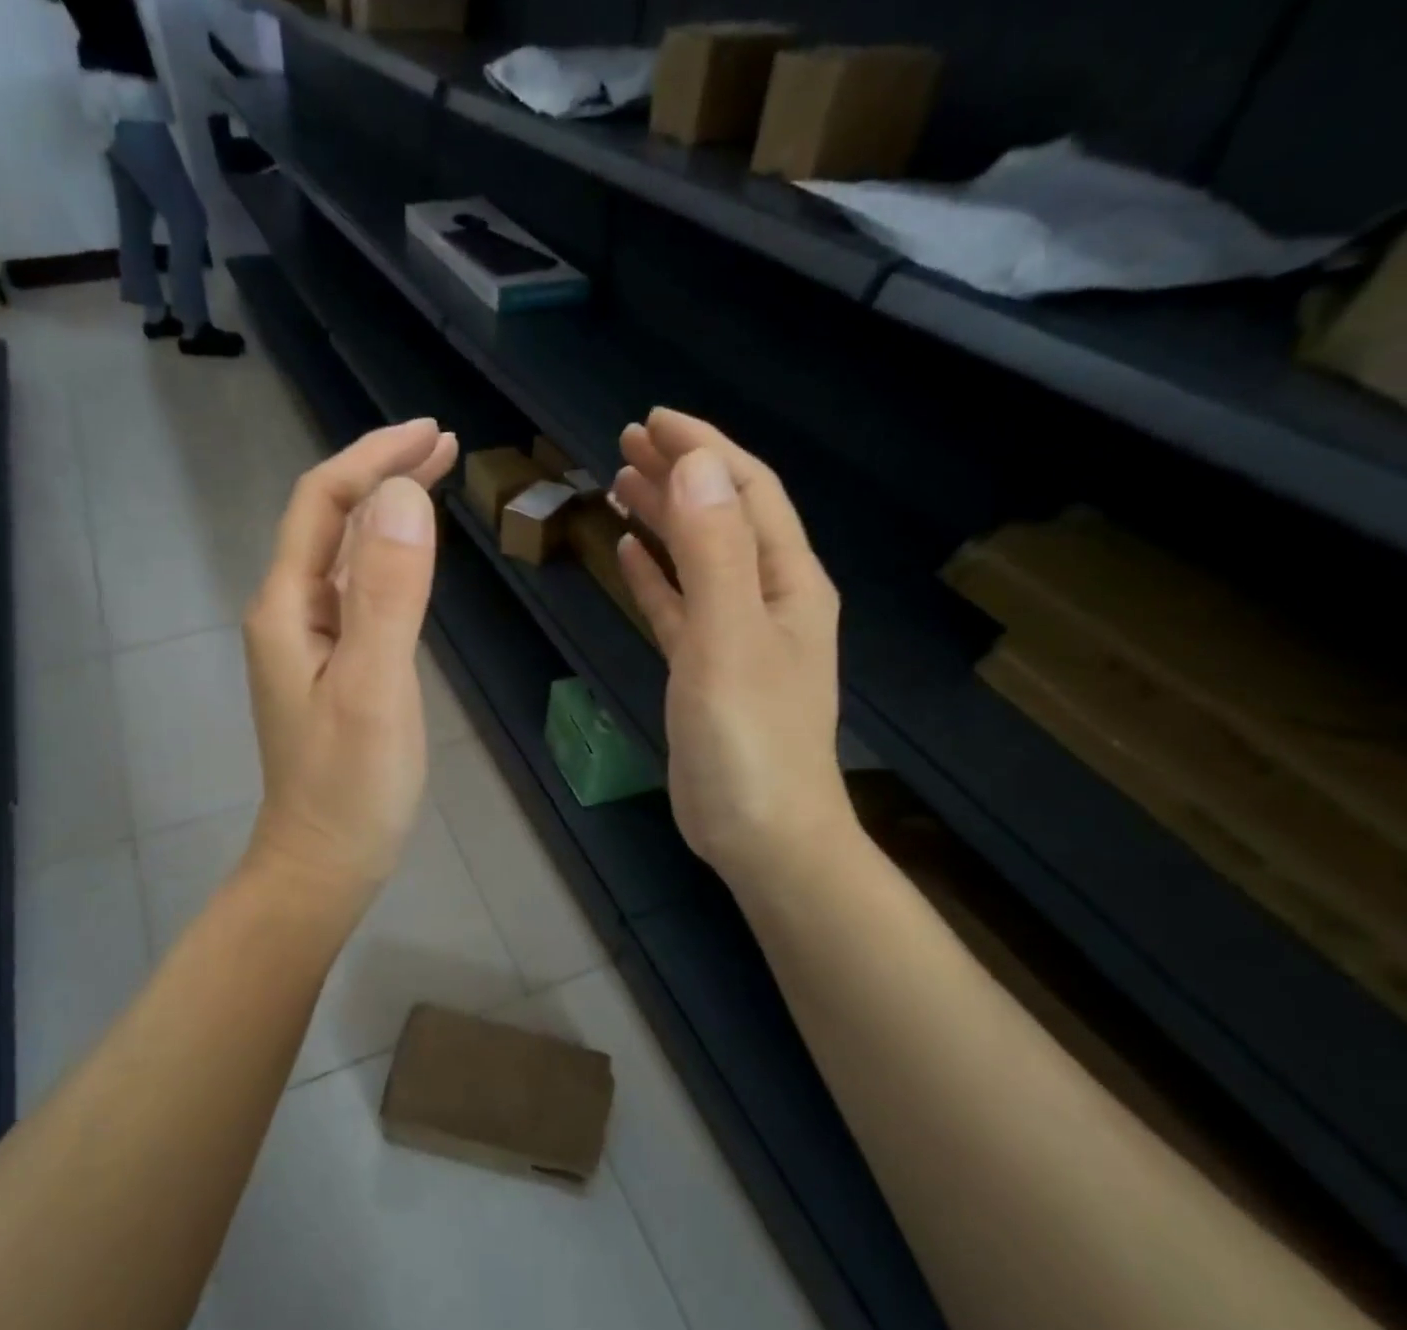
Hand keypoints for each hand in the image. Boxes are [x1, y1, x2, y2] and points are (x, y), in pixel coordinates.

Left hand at [242, 418, 458, 897]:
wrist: (325, 861)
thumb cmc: (350, 784)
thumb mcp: (373, 686)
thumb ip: (386, 592)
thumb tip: (403, 495)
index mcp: (287, 608)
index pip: (322, 504)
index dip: (373, 459)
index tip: (434, 433)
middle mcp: (290, 613)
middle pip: (329, 520)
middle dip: (382, 473)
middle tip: (446, 443)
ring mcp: (310, 642)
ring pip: (345, 554)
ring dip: (387, 510)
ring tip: (437, 478)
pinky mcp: (334, 667)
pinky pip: (358, 591)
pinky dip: (389, 557)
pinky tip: (413, 553)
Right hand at [612, 409, 853, 885]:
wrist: (761, 832)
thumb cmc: (749, 737)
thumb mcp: (729, 637)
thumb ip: (714, 550)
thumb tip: (695, 466)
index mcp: (787, 581)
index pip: (747, 490)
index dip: (705, 449)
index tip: (652, 420)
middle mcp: (768, 598)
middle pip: (723, 516)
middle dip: (681, 474)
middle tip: (626, 444)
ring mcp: (736, 636)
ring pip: (698, 558)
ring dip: (664, 519)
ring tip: (620, 486)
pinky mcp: (707, 670)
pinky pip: (680, 606)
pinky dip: (656, 576)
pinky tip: (629, 554)